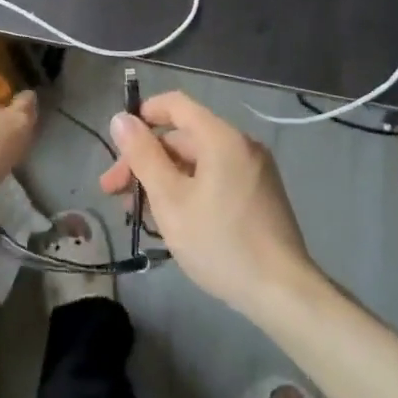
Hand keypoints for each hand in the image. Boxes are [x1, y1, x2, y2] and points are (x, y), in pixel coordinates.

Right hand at [102, 91, 313, 316]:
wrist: (283, 293)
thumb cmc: (220, 242)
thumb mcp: (170, 200)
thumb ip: (143, 156)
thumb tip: (121, 119)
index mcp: (221, 138)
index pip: (176, 104)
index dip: (143, 115)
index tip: (118, 143)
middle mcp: (241, 145)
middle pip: (183, 137)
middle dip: (146, 159)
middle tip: (114, 192)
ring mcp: (254, 170)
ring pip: (198, 161)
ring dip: (164, 178)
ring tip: (138, 213)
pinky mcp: (260, 195)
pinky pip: (216, 178)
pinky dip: (189, 189)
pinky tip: (172, 219)